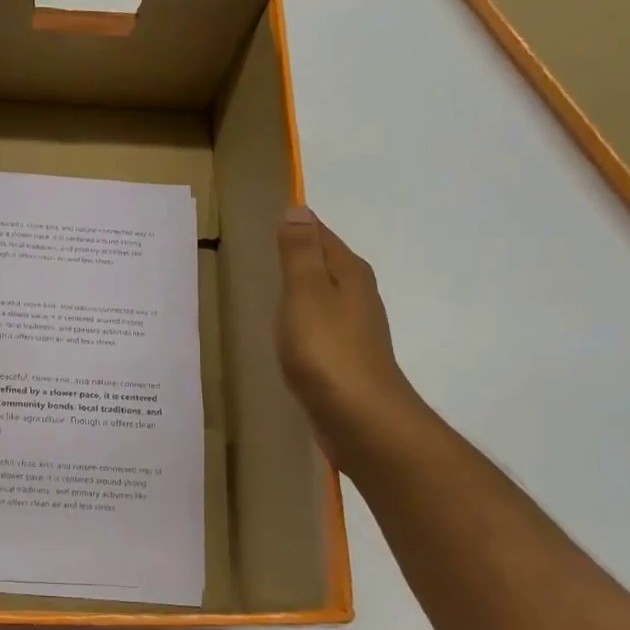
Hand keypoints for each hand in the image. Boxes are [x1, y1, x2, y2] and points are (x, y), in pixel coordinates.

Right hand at [275, 207, 425, 459]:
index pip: (322, 236)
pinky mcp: (345, 360)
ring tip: (273, 285)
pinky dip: (304, 319)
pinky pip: (320, 326)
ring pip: (324, 296)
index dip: (300, 226)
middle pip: (326, 264)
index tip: (274, 217)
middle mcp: (358, 297)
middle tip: (268, 247)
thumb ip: (299, 253)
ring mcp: (354, 330)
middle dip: (302, 254)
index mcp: (348, 274)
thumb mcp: (306, 293)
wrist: (361, 420)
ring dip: (303, 288)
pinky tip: (289, 331)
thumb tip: (299, 209)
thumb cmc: (328, 351)